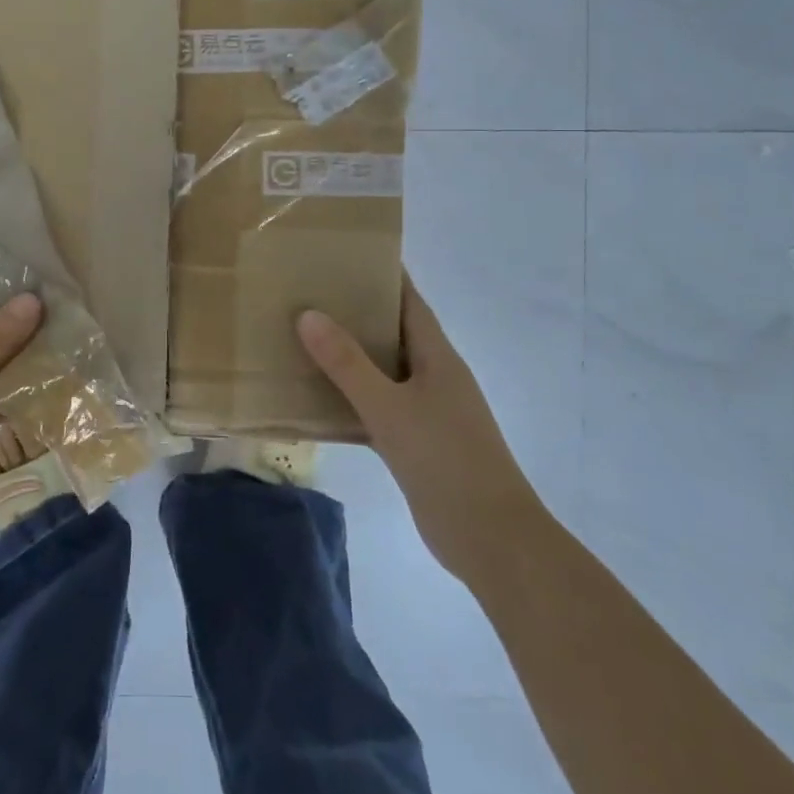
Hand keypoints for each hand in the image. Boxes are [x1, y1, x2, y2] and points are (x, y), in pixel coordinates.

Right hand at [297, 275, 540, 581]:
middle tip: (307, 291)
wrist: (491, 539)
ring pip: (382, 370)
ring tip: (302, 335)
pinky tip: (316, 397)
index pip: (408, 300)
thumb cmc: (446, 461)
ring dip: (349, 355)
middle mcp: (434, 375)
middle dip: (355, 311)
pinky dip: (350, 397)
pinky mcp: (416, 441)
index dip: (382, 274)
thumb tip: (308, 314)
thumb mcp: (390, 408)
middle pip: (392, 331)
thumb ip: (348, 363)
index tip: (343, 254)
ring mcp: (427, 410)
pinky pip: (377, 405)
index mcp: (437, 356)